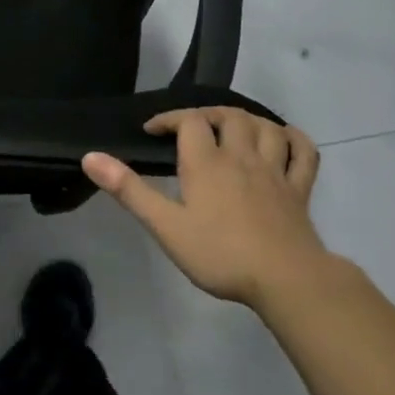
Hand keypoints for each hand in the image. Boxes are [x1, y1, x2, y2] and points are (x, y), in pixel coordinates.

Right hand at [82, 107, 327, 308]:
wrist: (285, 279)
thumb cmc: (219, 254)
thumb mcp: (165, 225)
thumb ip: (129, 190)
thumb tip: (90, 157)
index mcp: (207, 163)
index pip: (189, 121)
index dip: (168, 119)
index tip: (152, 132)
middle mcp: (242, 157)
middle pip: (229, 116)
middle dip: (207, 114)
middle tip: (190, 127)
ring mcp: (276, 171)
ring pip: (266, 127)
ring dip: (247, 120)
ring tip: (231, 128)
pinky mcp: (300, 190)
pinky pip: (304, 152)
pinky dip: (293, 139)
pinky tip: (283, 139)